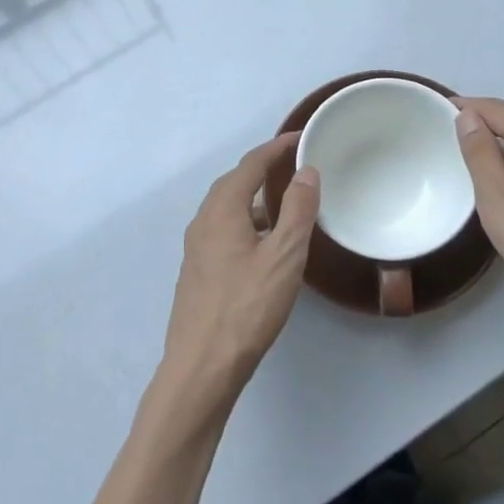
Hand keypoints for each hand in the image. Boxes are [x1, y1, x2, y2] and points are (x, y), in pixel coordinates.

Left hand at [158, 134, 319, 410]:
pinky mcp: (198, 270)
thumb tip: (306, 172)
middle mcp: (203, 221)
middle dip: (264, 169)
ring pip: (228, 208)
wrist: (202, 365)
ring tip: (286, 201)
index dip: (276, 148)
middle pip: (235, 182)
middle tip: (295, 165)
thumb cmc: (247, 307)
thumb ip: (298, 210)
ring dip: (255, 197)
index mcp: (222, 209)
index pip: (251, 164)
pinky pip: (224, 229)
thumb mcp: (284, 256)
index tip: (301, 138)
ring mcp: (197, 247)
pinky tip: (265, 243)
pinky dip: (247, 221)